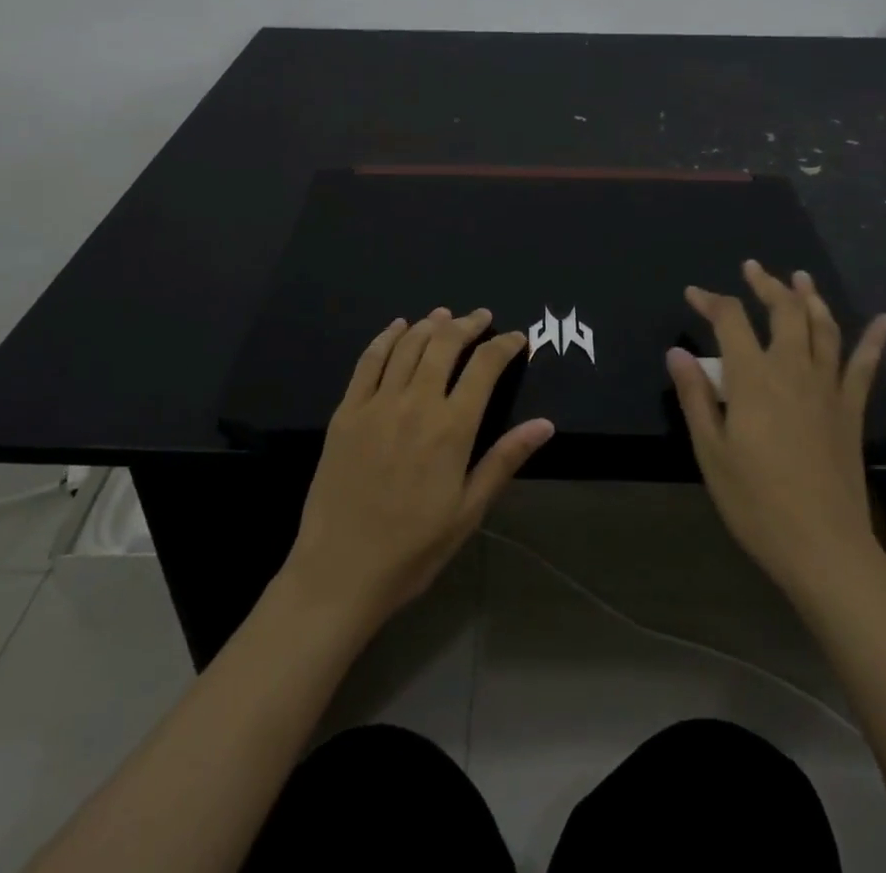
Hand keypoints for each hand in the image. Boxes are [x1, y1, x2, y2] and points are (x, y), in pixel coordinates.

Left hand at [283, 308, 554, 627]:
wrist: (340, 570)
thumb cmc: (413, 548)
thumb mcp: (469, 510)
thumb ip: (505, 459)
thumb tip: (545, 424)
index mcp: (452, 428)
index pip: (485, 367)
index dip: (504, 345)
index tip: (517, 337)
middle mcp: (416, 402)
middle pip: (445, 344)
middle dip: (468, 325)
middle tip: (481, 317)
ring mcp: (377, 403)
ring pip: (408, 345)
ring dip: (430, 324)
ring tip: (445, 316)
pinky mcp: (347, 411)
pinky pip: (368, 361)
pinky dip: (386, 338)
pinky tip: (397, 327)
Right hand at [665, 261, 885, 606]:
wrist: (824, 548)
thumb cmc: (756, 502)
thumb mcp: (711, 452)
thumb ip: (696, 397)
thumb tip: (678, 352)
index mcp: (754, 379)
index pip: (731, 321)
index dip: (710, 301)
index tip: (693, 294)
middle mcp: (793, 371)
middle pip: (783, 312)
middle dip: (766, 285)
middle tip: (752, 269)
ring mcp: (828, 389)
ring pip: (823, 328)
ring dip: (811, 298)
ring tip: (800, 278)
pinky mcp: (851, 411)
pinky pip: (865, 367)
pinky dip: (875, 341)